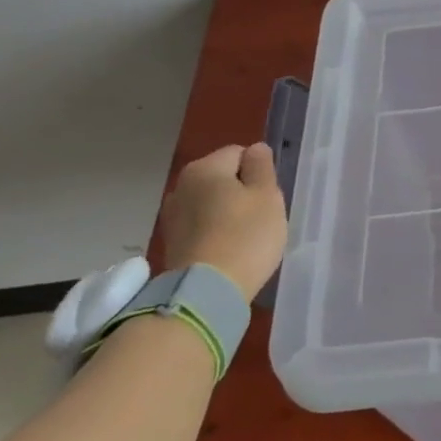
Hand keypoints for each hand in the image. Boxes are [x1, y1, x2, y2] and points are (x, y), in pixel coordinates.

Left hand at [158, 144, 287, 303]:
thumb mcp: (267, 196)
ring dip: (227, 212)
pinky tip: (228, 250)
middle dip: (242, 192)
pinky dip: (215, 232)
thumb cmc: (246, 236)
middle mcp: (181, 186)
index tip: (268, 197)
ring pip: (211, 203)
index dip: (258, 172)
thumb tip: (255, 149)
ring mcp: (172, 215)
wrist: (207, 290)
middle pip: (222, 178)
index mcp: (205, 168)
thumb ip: (262, 167)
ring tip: (244, 237)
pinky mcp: (171, 242)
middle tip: (261, 217)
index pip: (239, 153)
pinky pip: (201, 226)